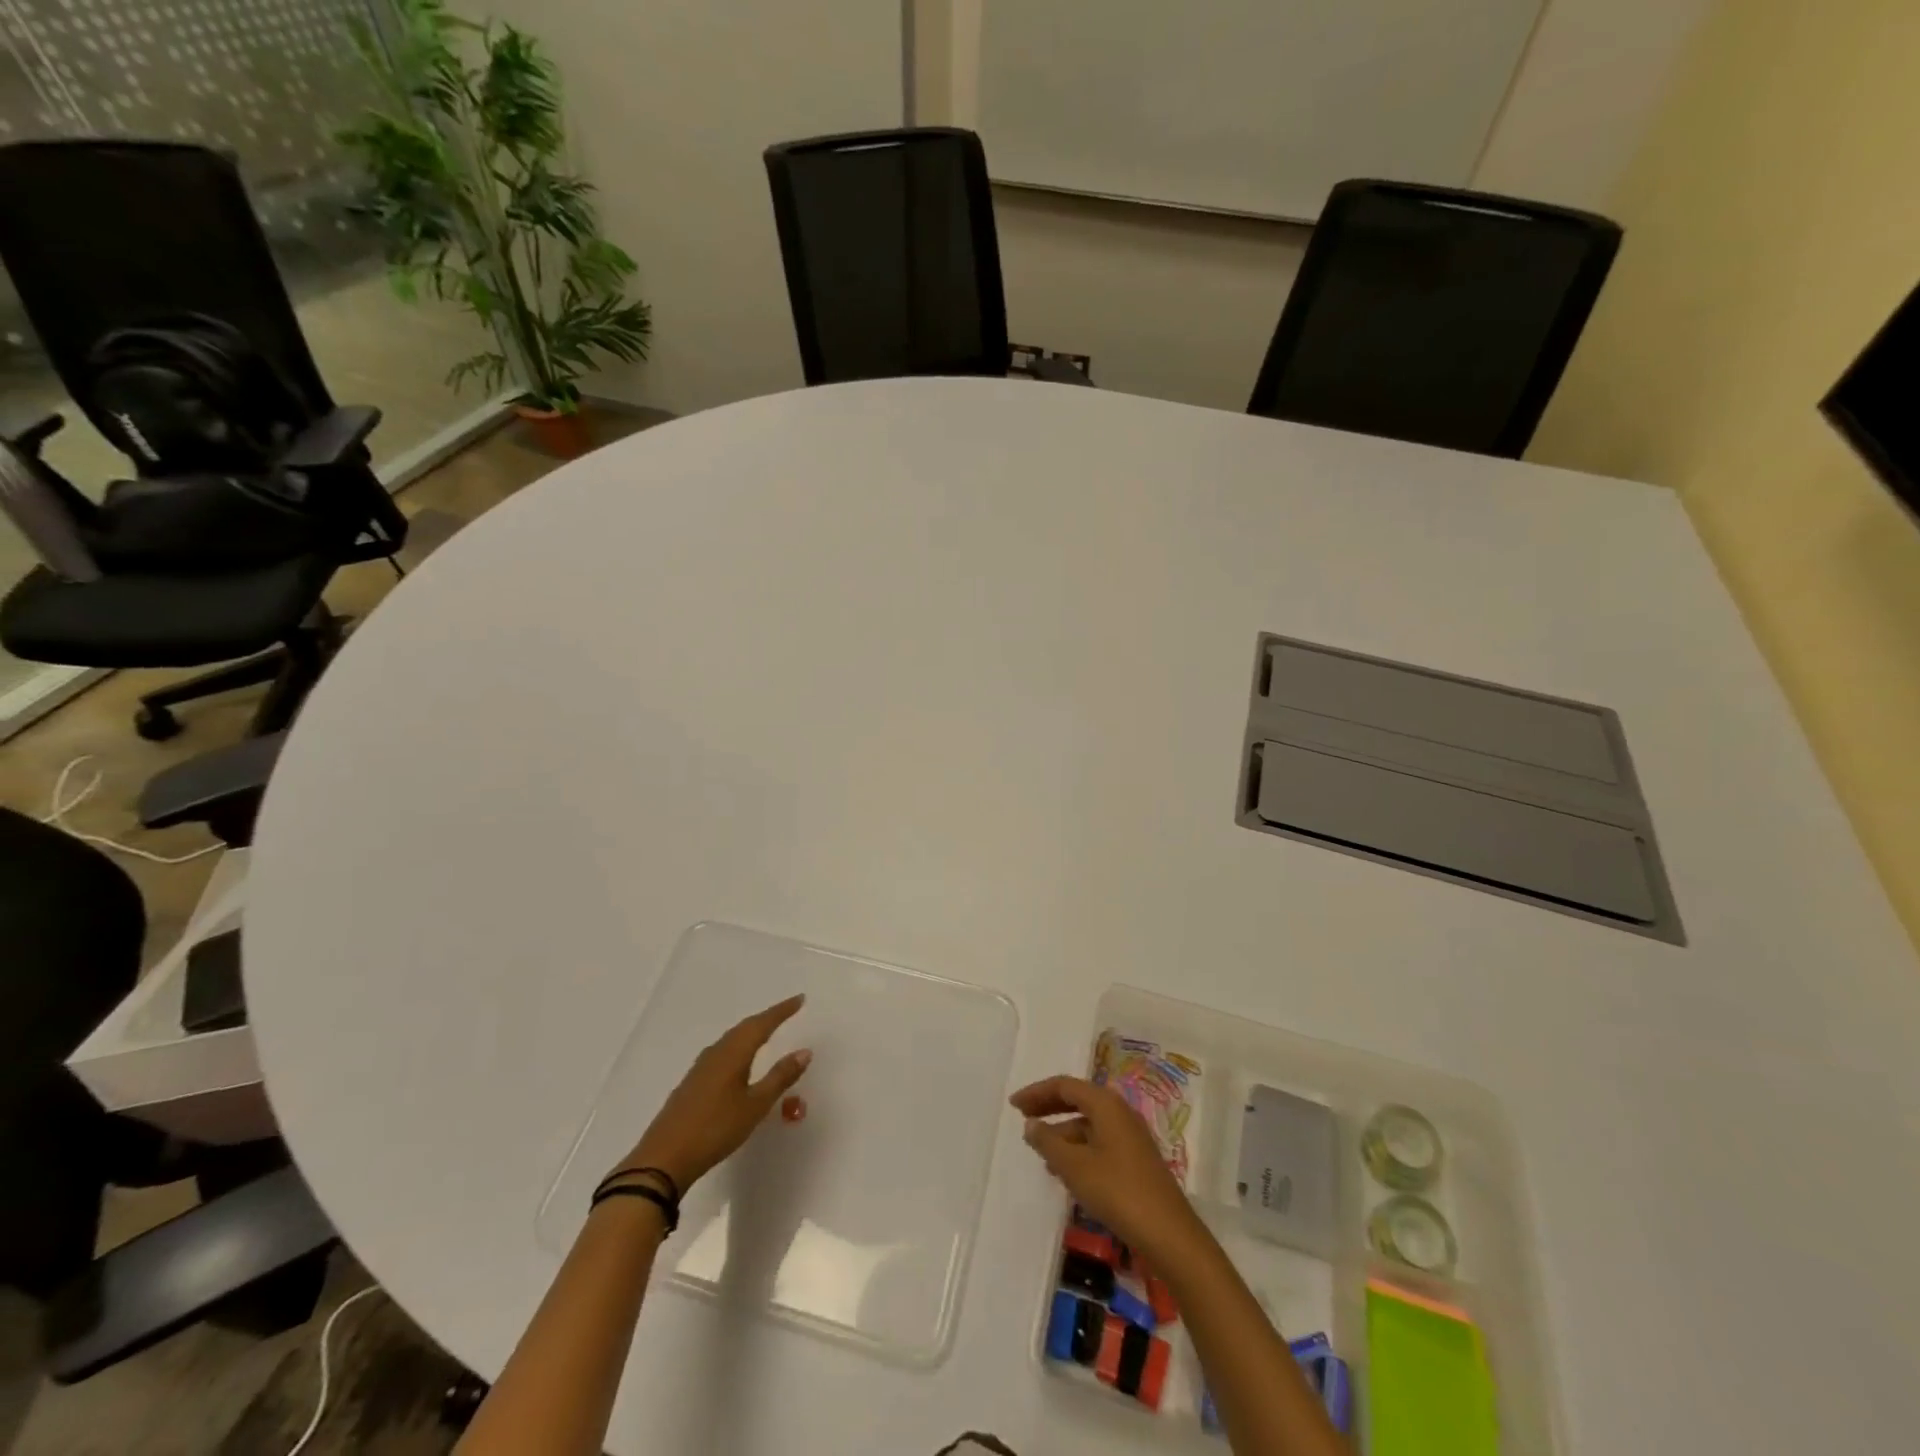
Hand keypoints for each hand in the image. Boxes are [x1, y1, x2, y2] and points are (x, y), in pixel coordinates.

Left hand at [613, 995, 811, 1194]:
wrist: (663, 1158)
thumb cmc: (715, 1129)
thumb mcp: (755, 1106)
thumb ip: (780, 1077)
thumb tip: (804, 1051)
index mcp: (733, 1053)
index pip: (762, 1024)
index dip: (782, 1011)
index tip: (800, 999)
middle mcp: (716, 1053)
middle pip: (745, 1027)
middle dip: (767, 1018)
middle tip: (787, 1011)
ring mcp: (700, 1068)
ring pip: (731, 1039)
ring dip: (751, 1031)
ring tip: (766, 1031)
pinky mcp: (692, 1083)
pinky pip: (722, 1052)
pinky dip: (738, 1047)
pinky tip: (738, 1060)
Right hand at [1011, 1075, 1204, 1264]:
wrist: (1169, 1234)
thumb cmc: (1117, 1191)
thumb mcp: (1074, 1167)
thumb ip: (1048, 1142)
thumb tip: (1031, 1124)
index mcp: (1106, 1104)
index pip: (1064, 1086)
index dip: (1037, 1092)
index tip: (1014, 1105)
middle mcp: (1119, 1112)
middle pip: (1077, 1100)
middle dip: (1048, 1107)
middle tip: (1023, 1119)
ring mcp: (1130, 1136)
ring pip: (1088, 1124)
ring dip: (1062, 1132)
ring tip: (1040, 1153)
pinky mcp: (1135, 1160)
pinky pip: (1098, 1142)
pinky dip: (1078, 1149)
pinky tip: (1065, 1172)